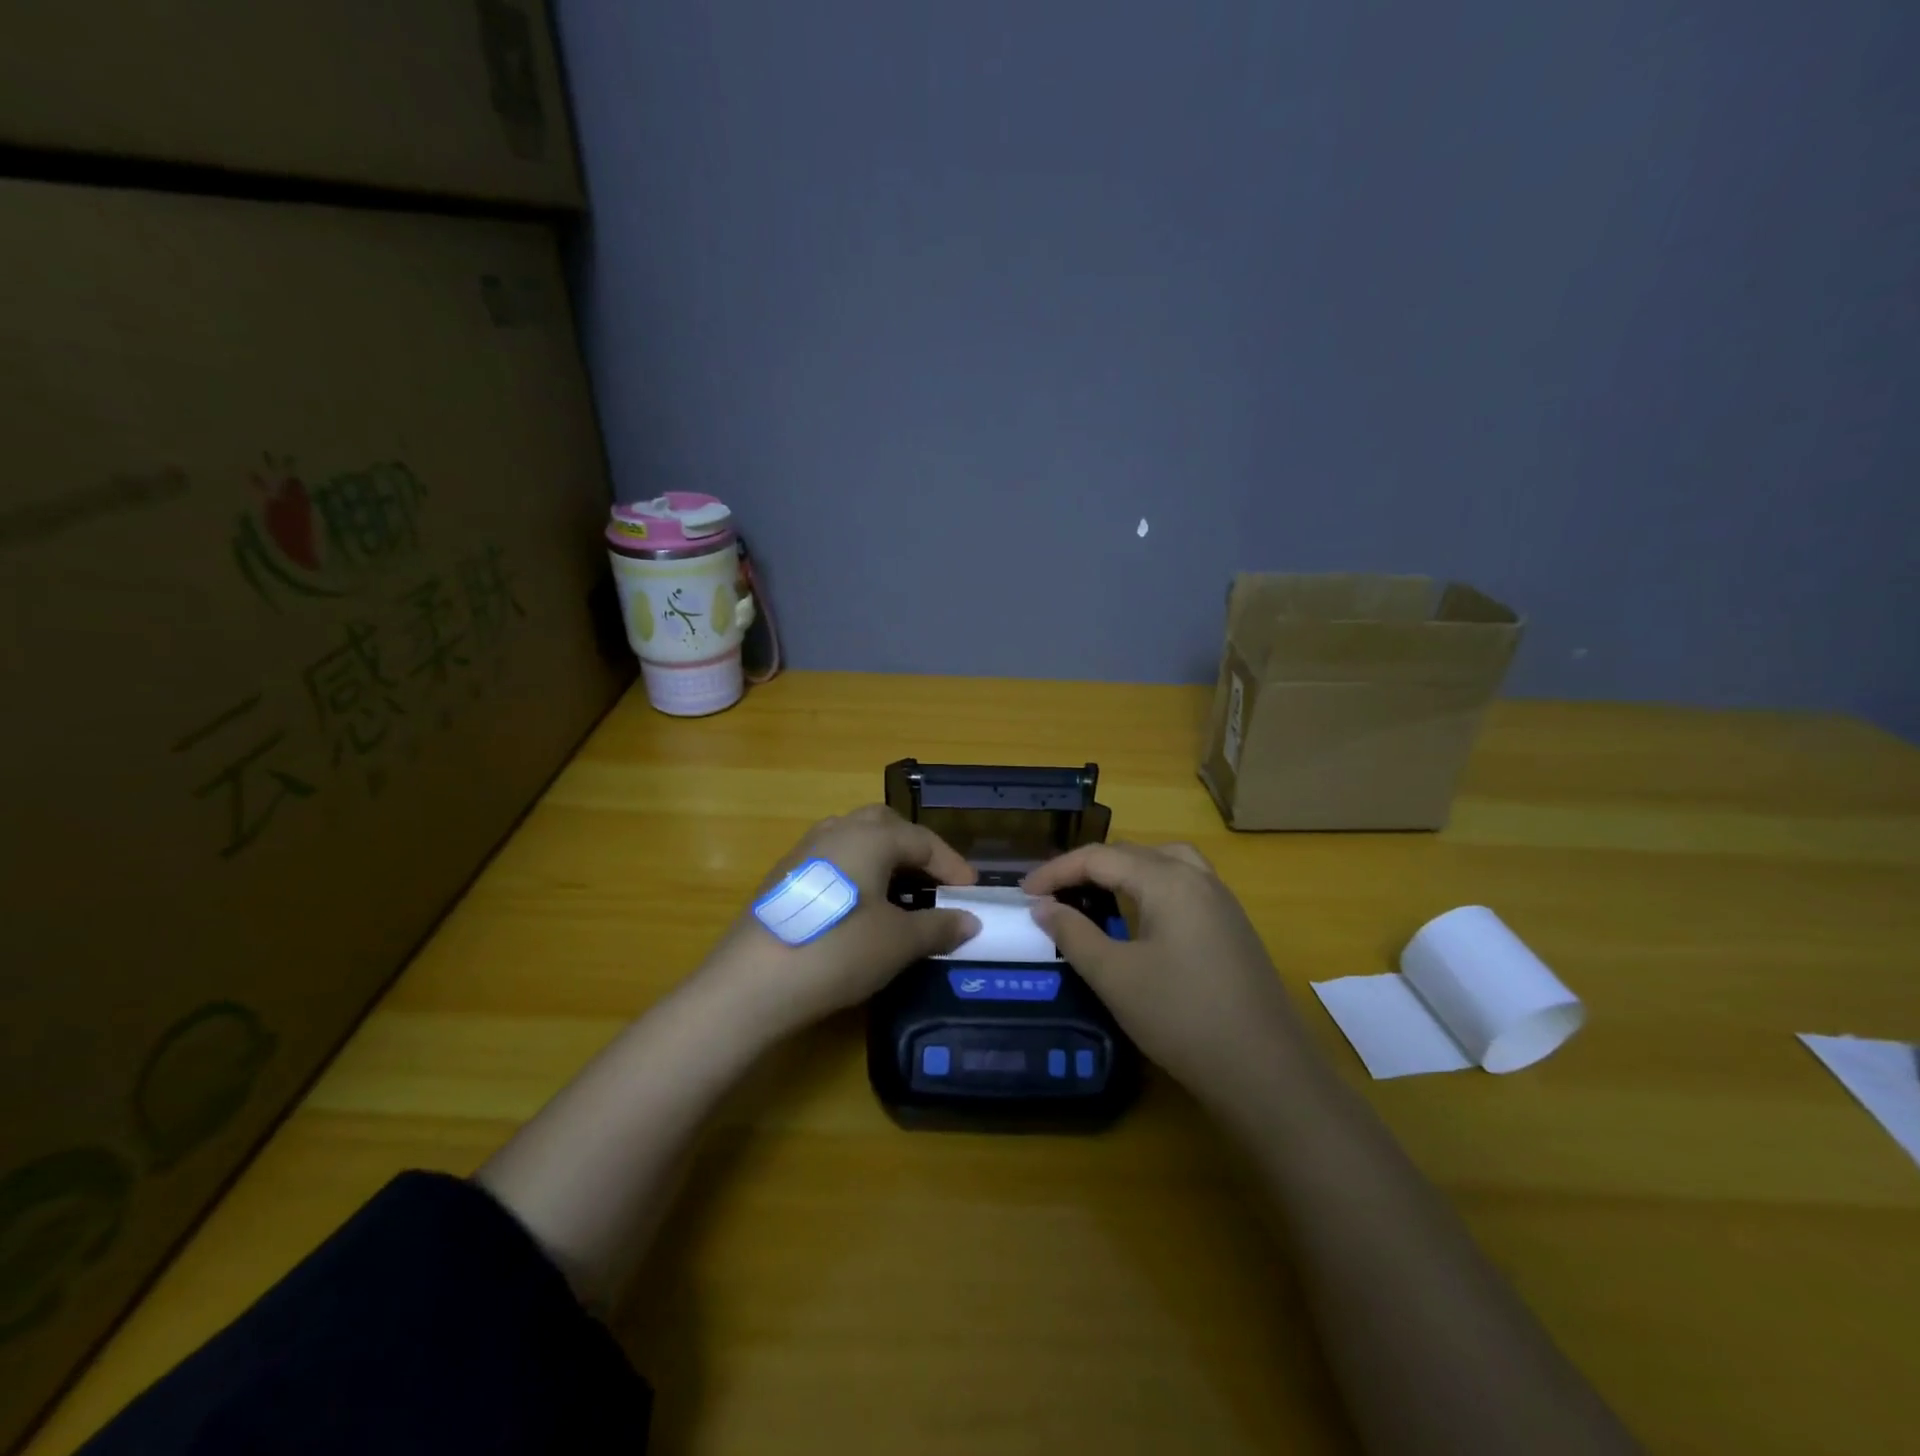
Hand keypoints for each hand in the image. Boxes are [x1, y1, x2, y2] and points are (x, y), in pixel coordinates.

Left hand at [697, 805, 980, 1035]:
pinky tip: (859, 908)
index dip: (952, 865)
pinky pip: (833, 860)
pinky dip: (857, 874)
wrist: (752, 983)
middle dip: (915, 849)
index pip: (923, 840)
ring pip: (854, 840)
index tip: (972, 892)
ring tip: (899, 892)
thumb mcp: (898, 942)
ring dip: (883, 859)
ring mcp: (804, 851)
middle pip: (886, 825)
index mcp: (870, 836)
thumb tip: (970, 921)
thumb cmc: (838, 951)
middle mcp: (836, 831)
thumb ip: (938, 926)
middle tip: (935, 881)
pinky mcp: (783, 877)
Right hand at [1023, 842, 1305, 1104]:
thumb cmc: (1182, 1018)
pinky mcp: (1233, 928)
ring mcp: (1222, 902)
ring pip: (1164, 863)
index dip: (1056, 871)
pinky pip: (1184, 885)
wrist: (1266, 1072)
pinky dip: (1151, 886)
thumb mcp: (1115, 977)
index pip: (1100, 857)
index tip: (1023, 893)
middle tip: (1053, 893)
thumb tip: (1043, 907)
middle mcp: (1198, 878)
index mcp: (1168, 880)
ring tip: (1096, 893)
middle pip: (1133, 853)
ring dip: (1124, 871)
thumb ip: (1073, 935)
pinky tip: (1142, 918)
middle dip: (1088, 867)